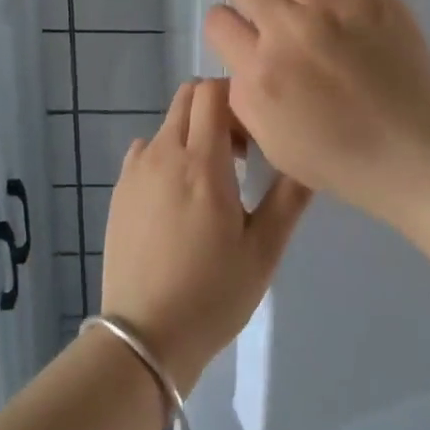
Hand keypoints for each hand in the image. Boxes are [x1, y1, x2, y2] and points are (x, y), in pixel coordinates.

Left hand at [98, 79, 308, 390]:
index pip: (213, 90)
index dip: (237, 97)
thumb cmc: (213, 294)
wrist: (144, 339)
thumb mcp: (264, 251)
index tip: (255, 134)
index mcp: (202, 162)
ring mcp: (136, 170)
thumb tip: (310, 156)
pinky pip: (146, 150)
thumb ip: (289, 197)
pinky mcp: (119, 189)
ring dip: (192, 133)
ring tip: (209, 181)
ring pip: (168, 123)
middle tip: (238, 152)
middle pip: (188, 96)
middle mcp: (164, 153)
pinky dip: (166, 155)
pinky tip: (178, 198)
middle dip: (216, 108)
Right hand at [202, 0, 429, 226]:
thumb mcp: (274, 143)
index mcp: (258, 75)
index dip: (222, 22)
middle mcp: (285, 31)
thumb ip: (242, 95)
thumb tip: (237, 52)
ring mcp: (328, 5)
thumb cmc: (344, 158)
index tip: (238, 29)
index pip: (217, 23)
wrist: (417, 153)